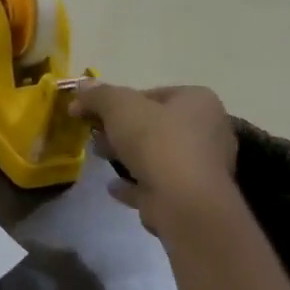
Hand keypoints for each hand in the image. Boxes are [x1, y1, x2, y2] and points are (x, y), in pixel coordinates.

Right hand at [70, 82, 237, 234]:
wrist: (183, 202)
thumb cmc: (156, 142)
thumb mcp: (118, 107)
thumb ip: (98, 95)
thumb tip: (81, 87)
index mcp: (198, 102)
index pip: (153, 93)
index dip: (118, 101)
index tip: (94, 113)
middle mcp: (208, 130)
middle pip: (155, 124)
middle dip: (121, 129)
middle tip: (95, 135)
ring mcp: (202, 166)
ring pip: (156, 155)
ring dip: (127, 155)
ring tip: (100, 157)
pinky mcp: (191, 195)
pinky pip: (157, 184)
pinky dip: (135, 183)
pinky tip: (113, 185)